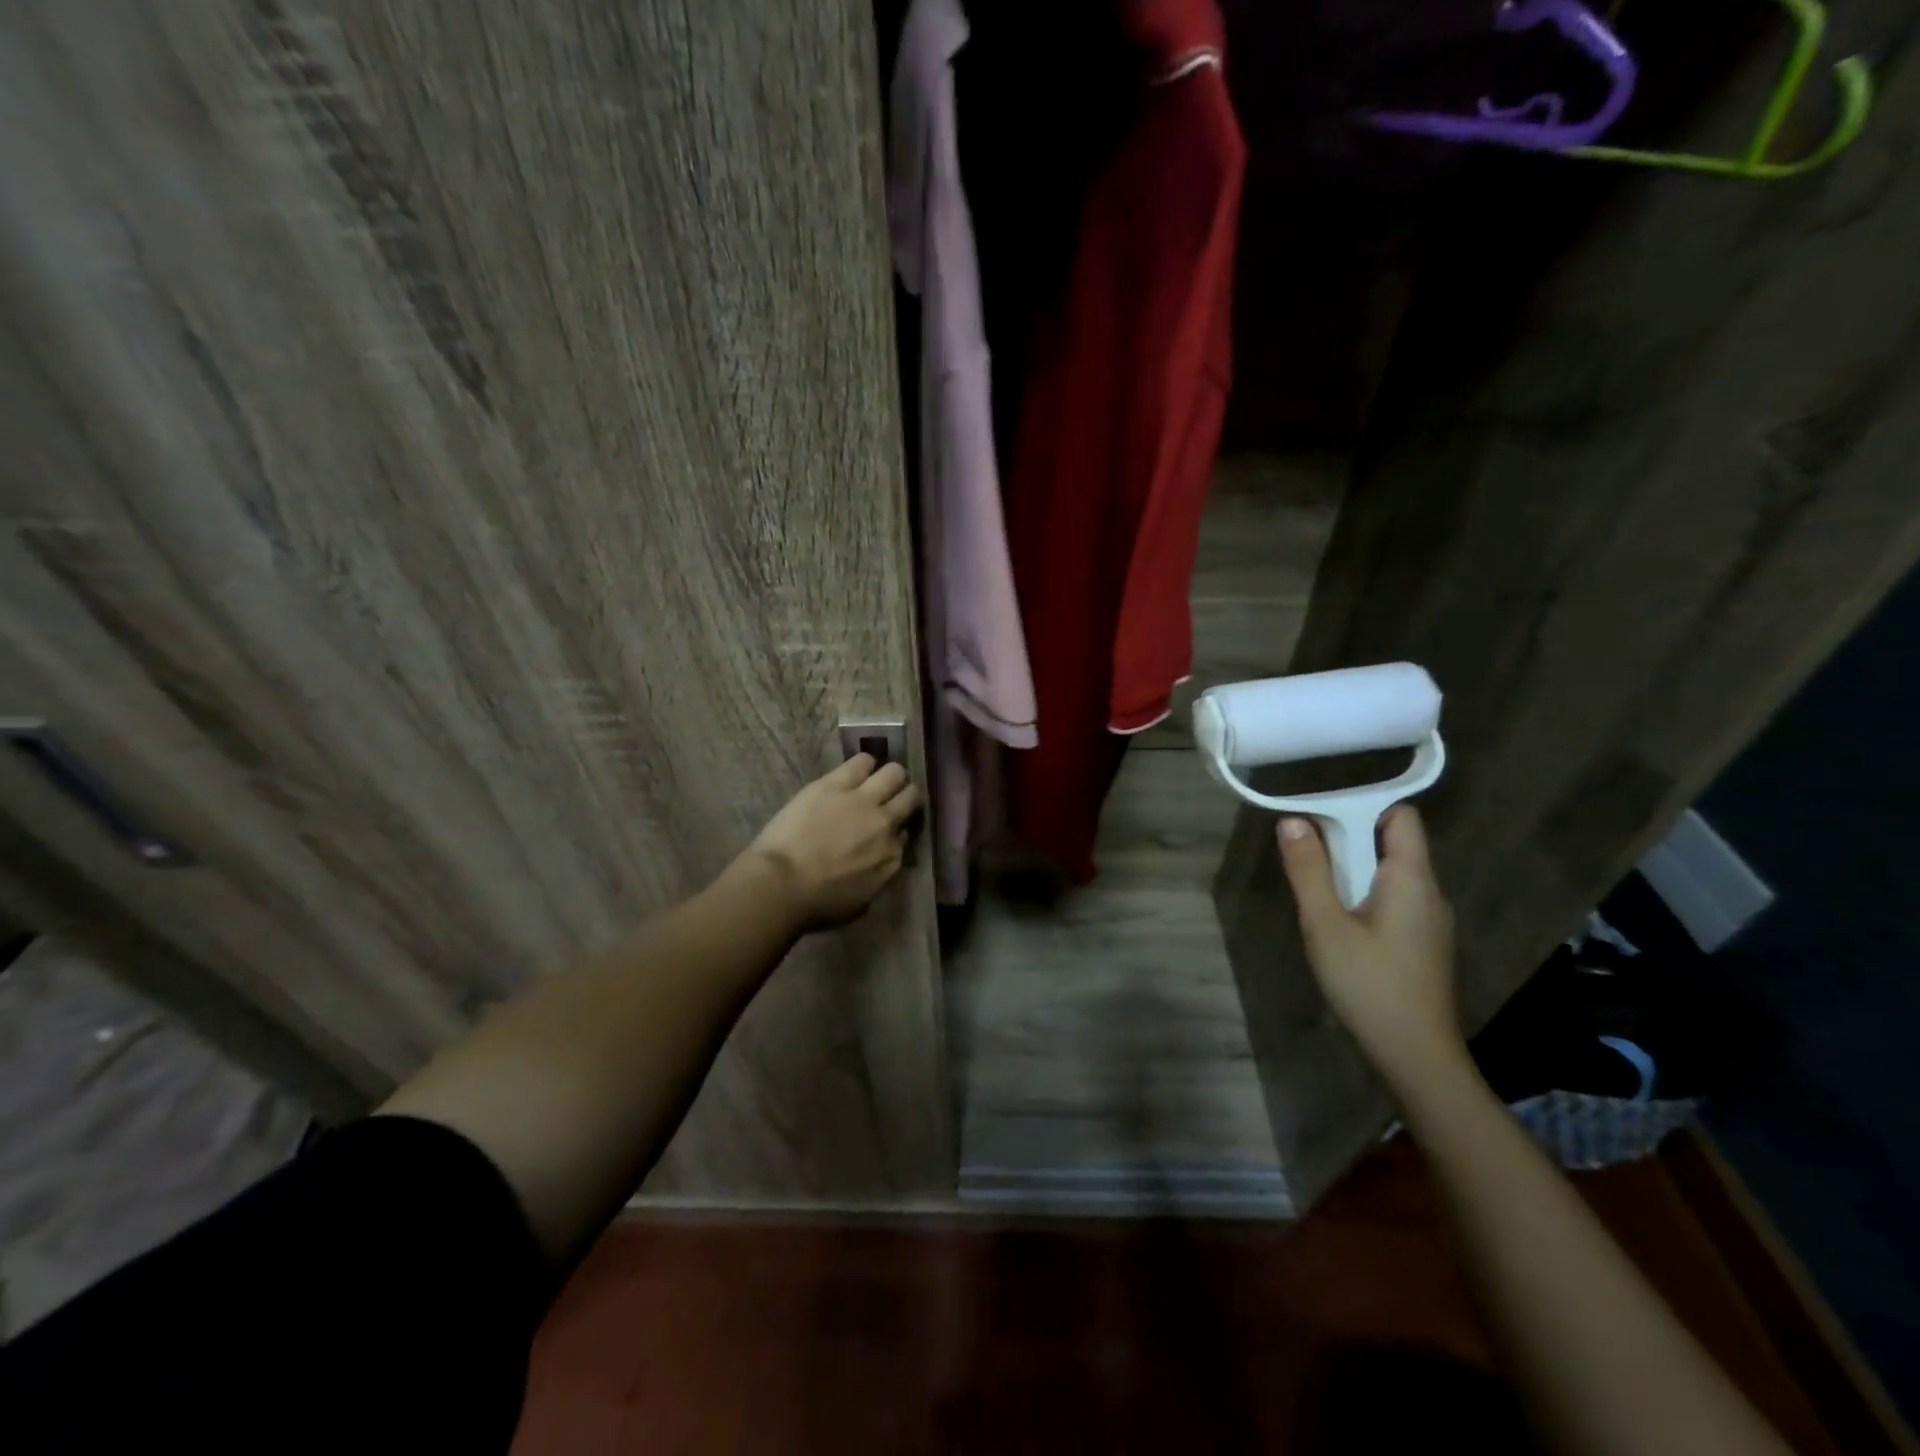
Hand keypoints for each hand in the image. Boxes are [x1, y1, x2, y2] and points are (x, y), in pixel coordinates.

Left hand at [745, 754, 922, 929]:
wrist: (781, 885)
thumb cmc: (816, 904)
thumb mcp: (860, 903)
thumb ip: (878, 877)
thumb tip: (880, 862)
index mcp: (892, 857)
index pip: (906, 832)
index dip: (897, 828)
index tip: (887, 830)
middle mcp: (886, 824)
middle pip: (910, 797)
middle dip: (904, 796)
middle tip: (890, 799)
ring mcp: (862, 800)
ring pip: (894, 772)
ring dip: (888, 776)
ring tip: (874, 781)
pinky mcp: (835, 784)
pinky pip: (861, 762)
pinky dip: (863, 764)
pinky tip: (856, 770)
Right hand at [1277, 805, 1463, 1092]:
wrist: (1415, 1057)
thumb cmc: (1369, 985)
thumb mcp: (1326, 924)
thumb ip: (1309, 870)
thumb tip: (1293, 820)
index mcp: (1412, 879)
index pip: (1400, 816)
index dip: (1362, 806)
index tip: (1319, 816)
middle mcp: (1429, 893)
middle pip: (1392, 844)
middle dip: (1347, 841)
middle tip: (1305, 857)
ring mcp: (1430, 922)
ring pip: (1389, 876)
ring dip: (1352, 873)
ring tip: (1315, 894)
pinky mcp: (1423, 945)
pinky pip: (1392, 902)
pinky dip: (1363, 898)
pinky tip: (1337, 926)